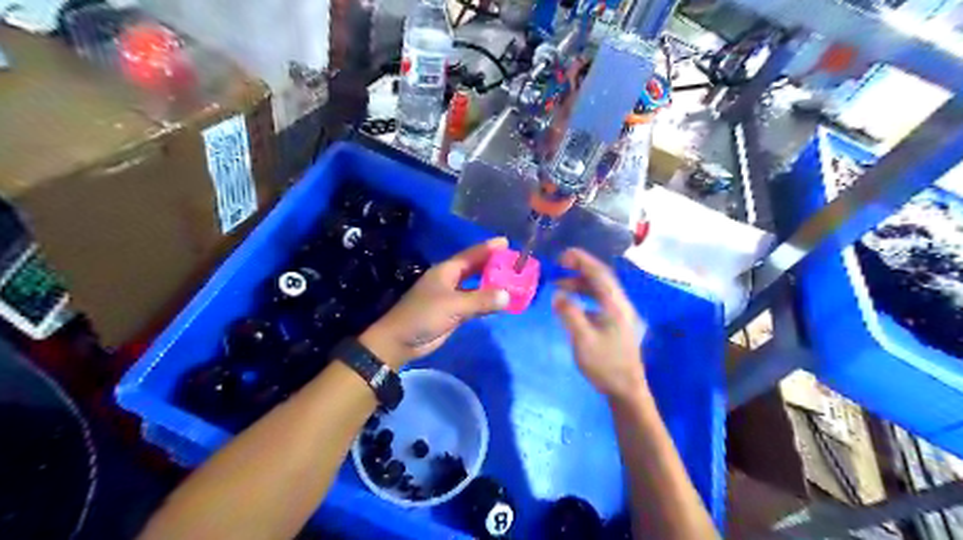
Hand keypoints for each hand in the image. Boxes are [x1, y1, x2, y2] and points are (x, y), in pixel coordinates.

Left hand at [360, 238, 509, 369]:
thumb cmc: (423, 316)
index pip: (471, 255)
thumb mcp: (453, 305)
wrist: (400, 341)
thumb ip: (481, 300)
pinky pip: (475, 303)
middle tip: (516, 261)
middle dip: (493, 264)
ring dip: (492, 283)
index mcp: (447, 271)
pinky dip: (488, 300)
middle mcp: (450, 280)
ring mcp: (452, 297)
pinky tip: (500, 300)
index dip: (488, 248)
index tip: (507, 242)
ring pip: (476, 286)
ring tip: (514, 279)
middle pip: (475, 268)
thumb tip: (508, 296)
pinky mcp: (454, 313)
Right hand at [548, 249, 646, 400]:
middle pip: (601, 278)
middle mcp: (620, 305)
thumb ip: (569, 314)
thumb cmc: (605, 365)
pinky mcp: (616, 324)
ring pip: (600, 290)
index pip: (599, 274)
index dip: (582, 260)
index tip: (563, 255)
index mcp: (615, 305)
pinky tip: (572, 304)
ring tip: (559, 286)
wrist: (626, 390)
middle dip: (580, 269)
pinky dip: (585, 296)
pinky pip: (599, 301)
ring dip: (581, 284)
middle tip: (558, 266)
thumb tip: (558, 294)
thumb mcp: (583, 339)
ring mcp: (620, 314)